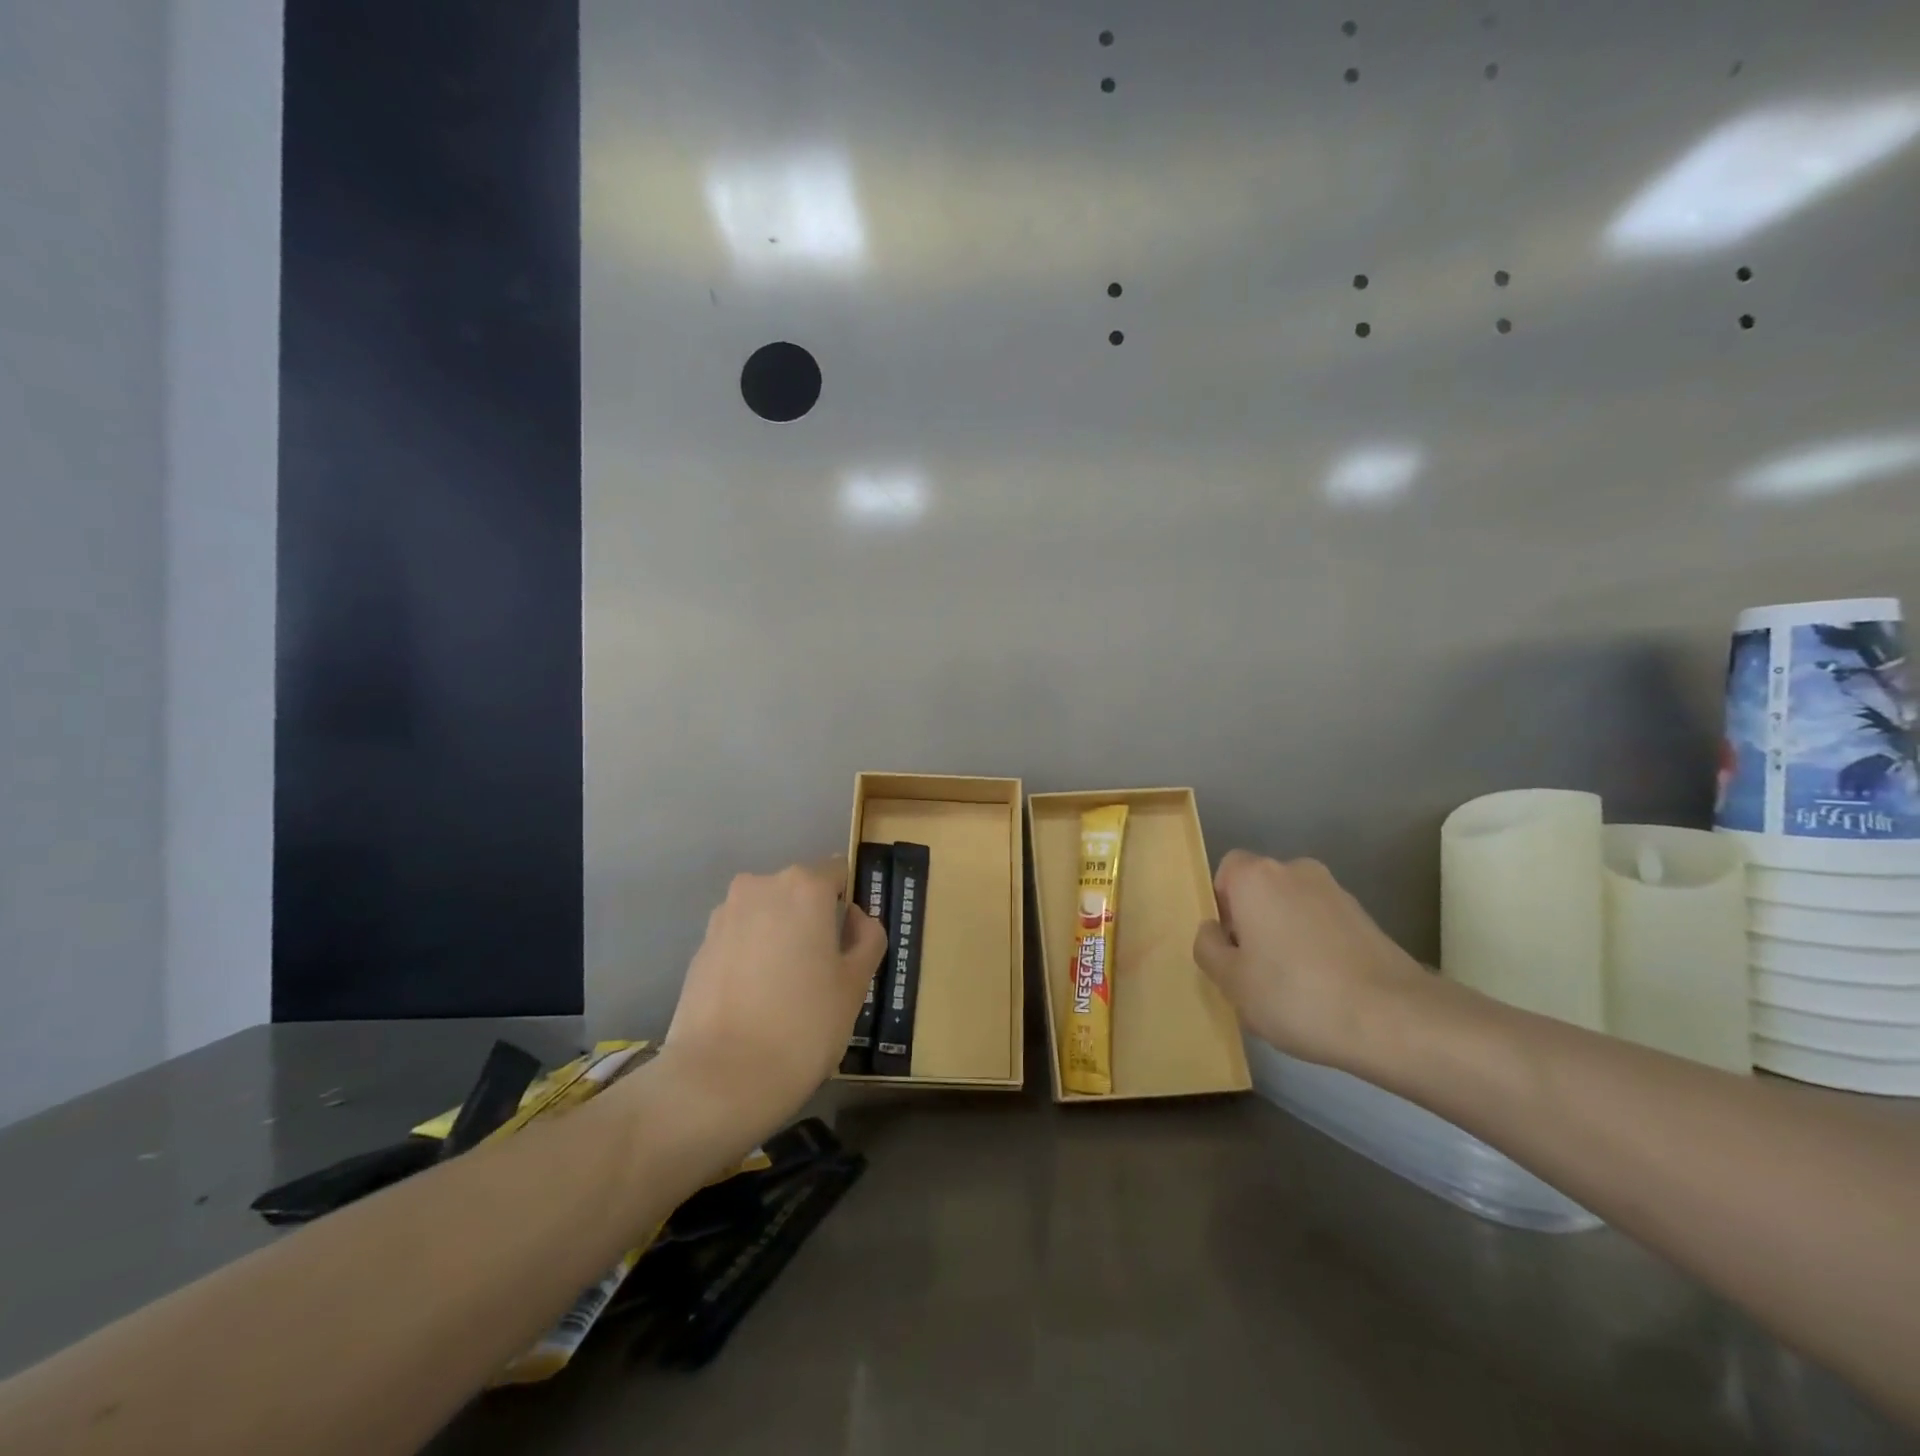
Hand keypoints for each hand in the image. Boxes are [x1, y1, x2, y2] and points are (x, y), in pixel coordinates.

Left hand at [661, 858, 886, 1131]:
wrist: (719, 1079)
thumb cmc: (803, 1025)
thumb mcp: (856, 984)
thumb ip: (867, 938)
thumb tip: (855, 919)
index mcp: (804, 886)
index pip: (839, 873)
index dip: (851, 905)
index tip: (852, 944)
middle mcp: (761, 886)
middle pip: (800, 891)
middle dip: (814, 920)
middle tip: (824, 970)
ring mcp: (724, 914)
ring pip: (768, 914)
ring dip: (782, 936)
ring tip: (787, 989)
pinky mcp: (700, 946)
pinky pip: (741, 937)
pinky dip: (753, 955)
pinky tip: (756, 1000)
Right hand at [1193, 850, 1426, 1069]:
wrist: (1394, 1019)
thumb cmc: (1295, 994)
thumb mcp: (1231, 982)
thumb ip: (1208, 948)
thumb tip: (1213, 931)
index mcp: (1257, 876)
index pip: (1227, 870)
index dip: (1222, 905)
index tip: (1230, 945)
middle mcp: (1296, 870)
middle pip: (1261, 888)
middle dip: (1254, 921)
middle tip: (1255, 969)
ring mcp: (1337, 892)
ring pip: (1294, 907)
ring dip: (1286, 934)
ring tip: (1293, 986)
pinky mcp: (1367, 918)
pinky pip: (1324, 924)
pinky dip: (1318, 946)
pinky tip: (1325, 988)